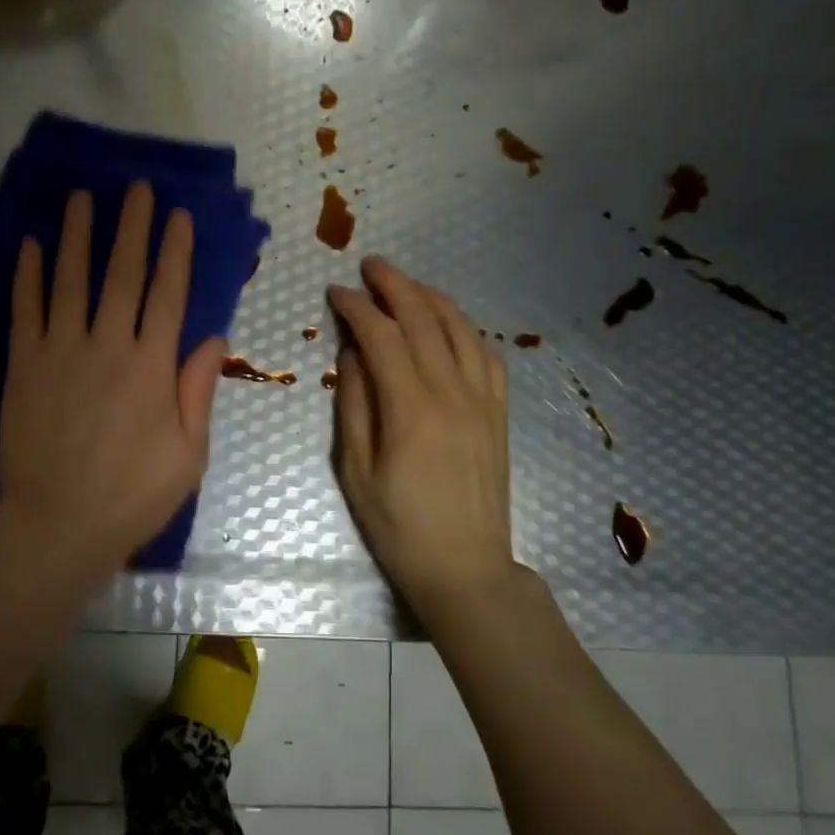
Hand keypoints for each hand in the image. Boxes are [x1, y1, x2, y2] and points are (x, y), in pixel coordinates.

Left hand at [0, 183, 225, 573]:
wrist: (57, 527)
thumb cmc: (133, 496)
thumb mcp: (188, 454)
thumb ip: (198, 391)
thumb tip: (213, 337)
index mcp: (152, 368)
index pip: (168, 294)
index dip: (175, 251)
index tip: (179, 215)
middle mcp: (107, 347)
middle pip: (122, 274)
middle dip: (132, 226)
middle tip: (136, 187)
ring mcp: (60, 353)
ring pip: (71, 281)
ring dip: (78, 235)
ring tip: (82, 197)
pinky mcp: (23, 367)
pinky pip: (25, 310)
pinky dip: (28, 275)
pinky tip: (31, 244)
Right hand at [328, 257, 520, 621]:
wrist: (466, 568)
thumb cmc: (399, 527)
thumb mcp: (357, 470)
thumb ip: (354, 404)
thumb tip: (353, 352)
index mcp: (411, 408)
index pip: (382, 336)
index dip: (357, 307)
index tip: (336, 292)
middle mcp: (452, 393)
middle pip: (424, 319)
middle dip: (395, 286)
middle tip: (371, 266)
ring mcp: (482, 400)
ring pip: (460, 329)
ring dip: (431, 298)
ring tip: (406, 284)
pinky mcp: (499, 413)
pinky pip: (487, 355)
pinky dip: (466, 328)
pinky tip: (450, 322)